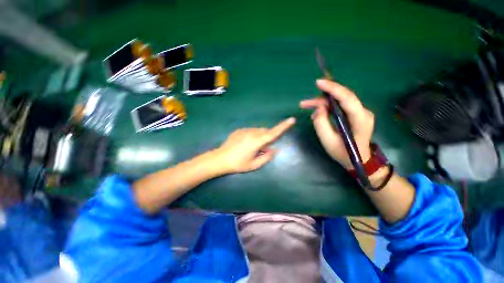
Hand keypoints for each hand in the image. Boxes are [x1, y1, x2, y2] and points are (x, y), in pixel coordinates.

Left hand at [215, 117, 295, 173]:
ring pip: (258, 131)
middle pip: (266, 132)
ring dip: (260, 137)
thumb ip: (266, 157)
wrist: (220, 159)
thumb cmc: (238, 164)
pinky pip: (251, 131)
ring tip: (252, 148)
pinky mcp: (239, 130)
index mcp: (256, 142)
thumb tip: (274, 150)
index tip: (291, 120)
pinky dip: (253, 136)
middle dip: (268, 138)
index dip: (283, 127)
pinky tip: (245, 145)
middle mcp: (252, 133)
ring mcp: (244, 130)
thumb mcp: (254, 164)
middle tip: (263, 149)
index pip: (273, 133)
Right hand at [300, 79, 373, 168]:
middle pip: (341, 98)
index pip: (347, 98)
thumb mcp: (328, 140)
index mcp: (360, 119)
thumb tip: (319, 108)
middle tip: (304, 104)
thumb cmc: (343, 153)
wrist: (358, 160)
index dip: (333, 88)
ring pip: (339, 101)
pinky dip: (327, 108)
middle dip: (321, 98)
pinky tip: (317, 113)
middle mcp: (363, 112)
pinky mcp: (355, 114)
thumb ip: (321, 123)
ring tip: (306, 106)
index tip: (318, 83)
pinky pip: (339, 106)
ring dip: (322, 103)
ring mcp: (360, 112)